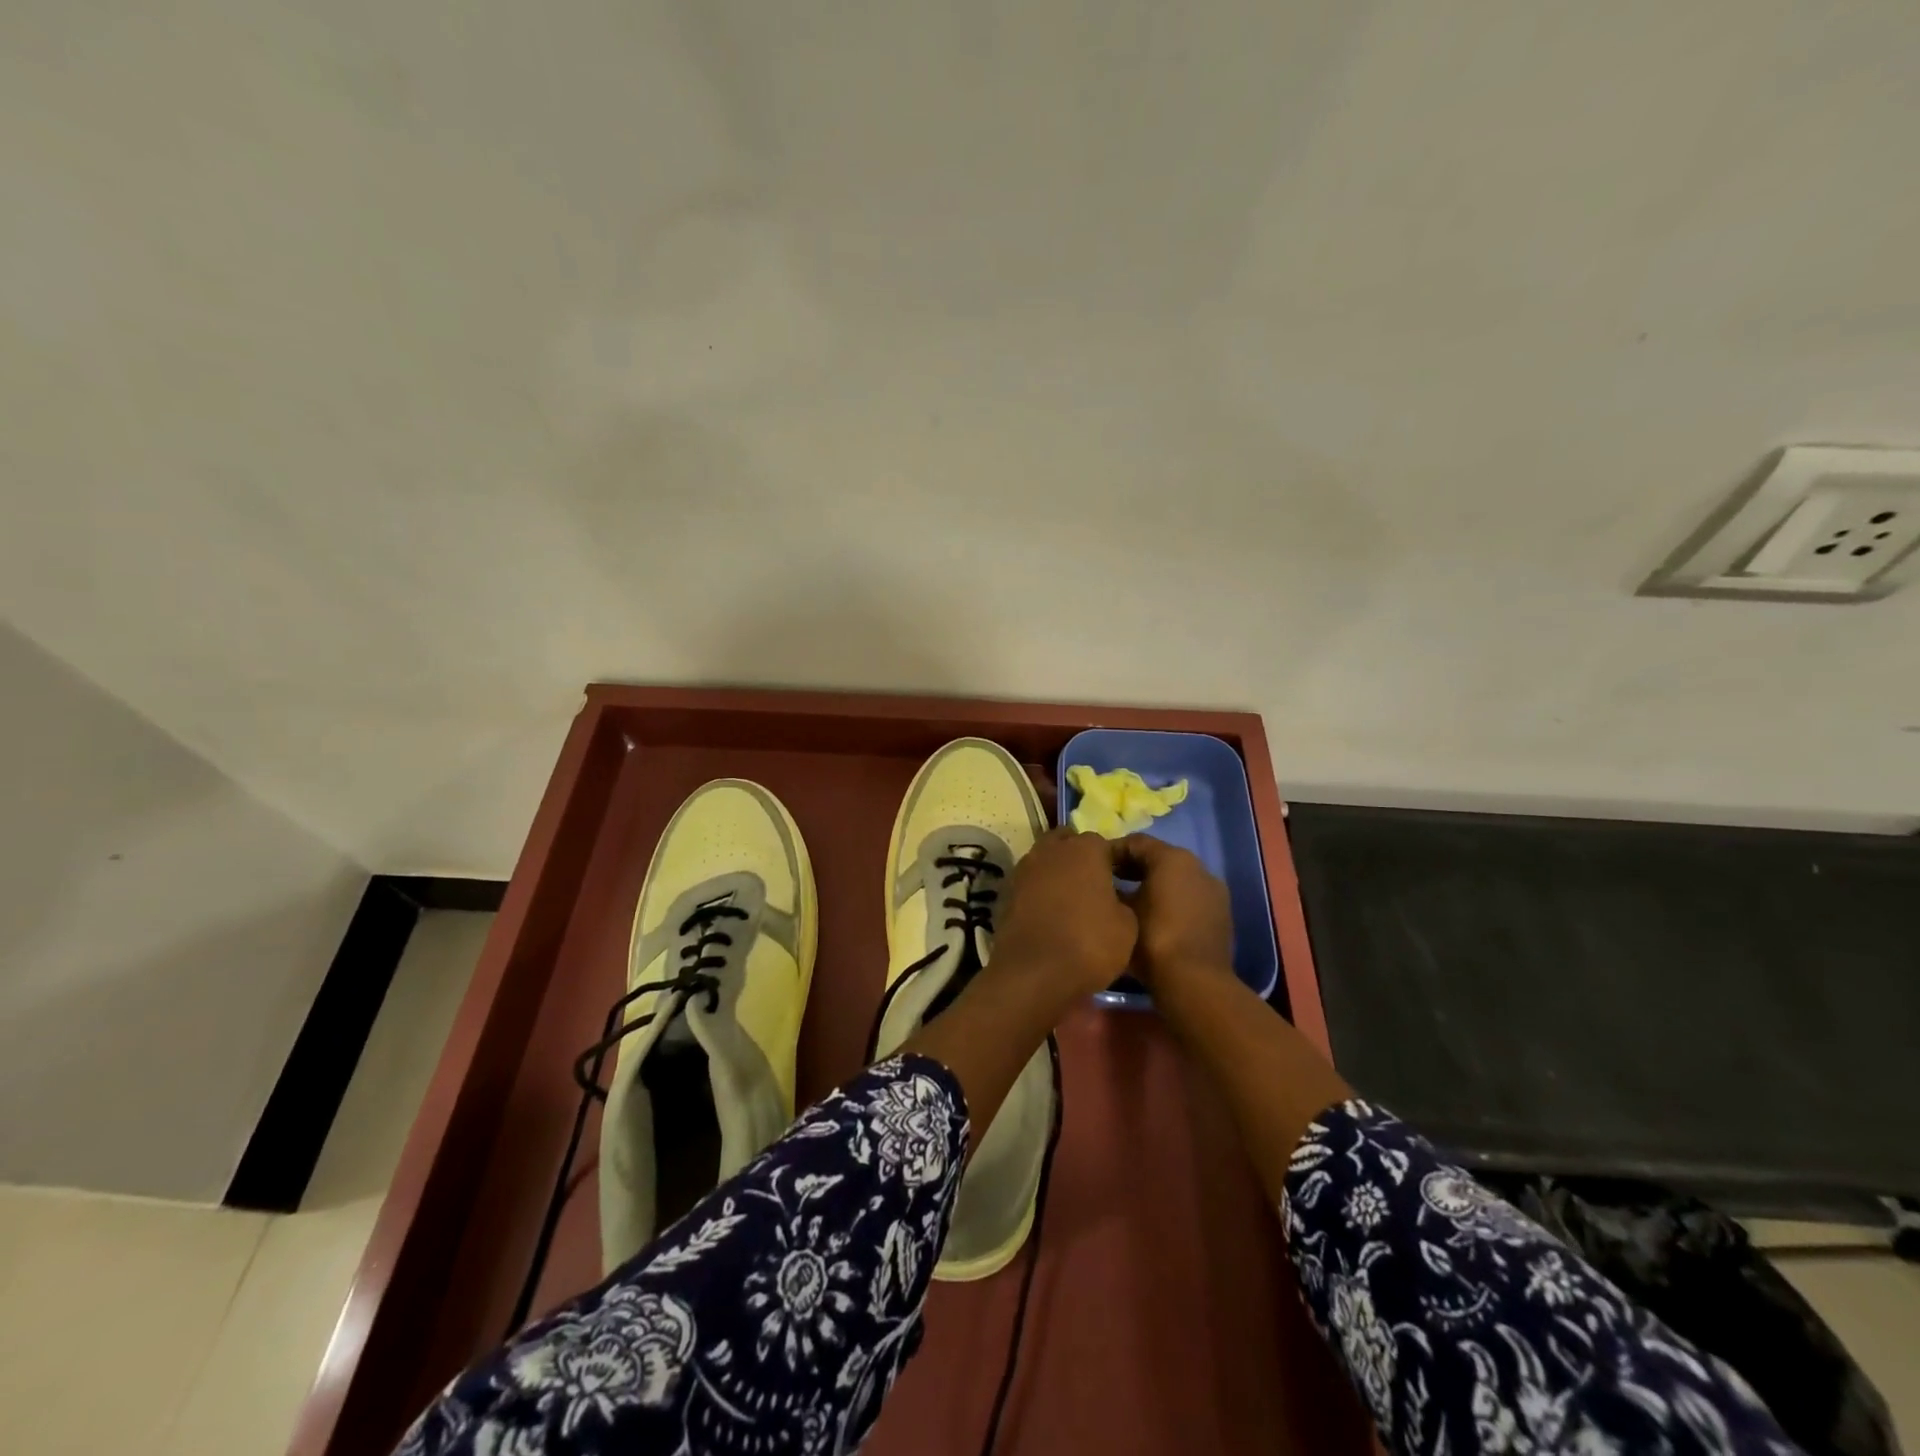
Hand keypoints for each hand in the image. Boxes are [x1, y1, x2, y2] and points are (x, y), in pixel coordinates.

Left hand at [990, 828, 1137, 1002]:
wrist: (1033, 974)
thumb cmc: (1088, 944)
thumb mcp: (1127, 926)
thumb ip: (1122, 901)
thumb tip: (1113, 899)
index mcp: (1085, 849)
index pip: (1104, 843)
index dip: (1114, 862)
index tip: (1122, 883)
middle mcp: (1051, 850)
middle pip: (1068, 843)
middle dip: (1080, 858)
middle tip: (1095, 885)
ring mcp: (1024, 869)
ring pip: (1045, 860)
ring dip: (1058, 873)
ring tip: (1072, 901)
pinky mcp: (1006, 892)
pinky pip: (1030, 883)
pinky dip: (1039, 892)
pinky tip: (1050, 914)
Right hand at [1113, 835, 1234, 996]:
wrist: (1195, 984)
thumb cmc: (1151, 940)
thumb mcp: (1120, 911)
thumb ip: (1111, 889)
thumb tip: (1103, 884)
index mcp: (1173, 858)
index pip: (1135, 842)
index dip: (1111, 852)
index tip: (1092, 867)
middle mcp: (1197, 866)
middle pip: (1158, 858)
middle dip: (1131, 868)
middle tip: (1106, 883)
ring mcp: (1213, 890)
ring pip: (1175, 879)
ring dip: (1152, 885)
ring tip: (1128, 903)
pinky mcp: (1221, 914)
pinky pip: (1189, 897)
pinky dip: (1170, 901)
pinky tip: (1153, 919)